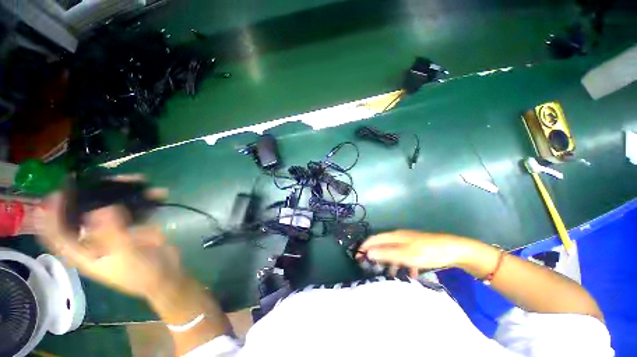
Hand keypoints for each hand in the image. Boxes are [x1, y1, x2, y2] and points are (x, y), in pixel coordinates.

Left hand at [34, 178, 183, 298]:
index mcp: (83, 252)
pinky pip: (134, 208)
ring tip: (138, 180)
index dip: (51, 215)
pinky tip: (156, 193)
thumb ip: (112, 234)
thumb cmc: (141, 273)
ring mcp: (114, 231)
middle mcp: (94, 239)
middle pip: (85, 213)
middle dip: (93, 195)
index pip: (55, 234)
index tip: (58, 193)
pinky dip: (144, 199)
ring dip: (124, 193)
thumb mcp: (125, 257)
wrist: (166, 275)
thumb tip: (99, 209)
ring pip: (111, 206)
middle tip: (105, 180)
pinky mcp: (133, 227)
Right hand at [358, 230, 475, 274]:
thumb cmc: (427, 251)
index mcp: (394, 236)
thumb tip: (368, 253)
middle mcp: (399, 237)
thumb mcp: (405, 254)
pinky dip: (403, 265)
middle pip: (383, 245)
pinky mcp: (417, 249)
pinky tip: (410, 274)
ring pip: (394, 253)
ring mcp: (408, 243)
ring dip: (390, 263)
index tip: (358, 258)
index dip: (365, 246)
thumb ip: (386, 253)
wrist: (454, 250)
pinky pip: (405, 257)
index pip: (374, 239)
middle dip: (376, 256)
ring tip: (391, 276)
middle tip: (373, 269)